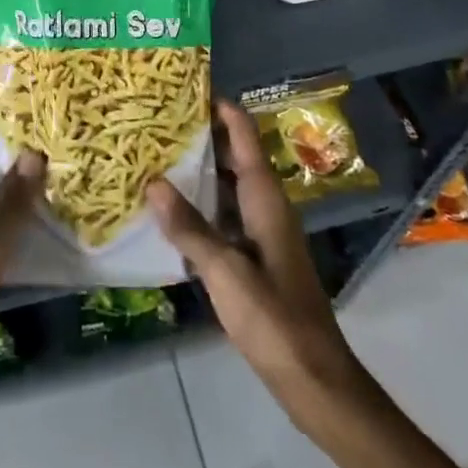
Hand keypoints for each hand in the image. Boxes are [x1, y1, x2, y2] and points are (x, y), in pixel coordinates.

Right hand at [148, 101, 362, 416]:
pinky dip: (201, 207)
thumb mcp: (225, 271)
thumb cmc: (273, 317)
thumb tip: (153, 182)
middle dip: (200, 136)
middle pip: (234, 155)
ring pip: (228, 186)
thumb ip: (189, 227)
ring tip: (155, 158)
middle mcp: (266, 205)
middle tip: (156, 123)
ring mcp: (262, 232)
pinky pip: (225, 216)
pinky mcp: (256, 257)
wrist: (314, 378)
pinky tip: (170, 213)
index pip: (244, 133)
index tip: (183, 88)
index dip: (219, 107)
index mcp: (265, 197)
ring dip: (198, 172)